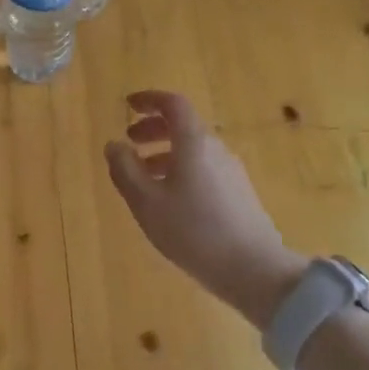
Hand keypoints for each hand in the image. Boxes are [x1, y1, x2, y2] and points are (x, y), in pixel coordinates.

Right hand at [105, 90, 307, 329]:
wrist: (253, 269)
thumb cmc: (193, 230)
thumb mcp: (146, 201)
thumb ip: (125, 169)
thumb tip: (114, 145)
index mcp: (194, 142)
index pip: (173, 104)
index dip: (149, 99)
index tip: (128, 105)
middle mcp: (215, 149)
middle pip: (183, 126)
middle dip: (153, 129)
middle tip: (130, 142)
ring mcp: (231, 171)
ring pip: (192, 150)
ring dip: (164, 153)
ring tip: (142, 176)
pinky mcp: (238, 193)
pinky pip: (203, 168)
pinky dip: (180, 170)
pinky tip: (168, 199)